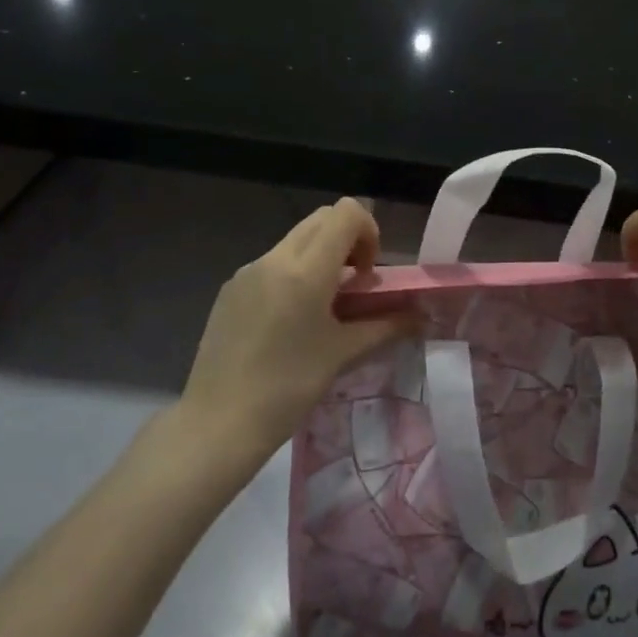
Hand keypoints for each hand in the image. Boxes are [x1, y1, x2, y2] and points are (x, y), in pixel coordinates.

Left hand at [180, 199, 413, 463]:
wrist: (217, 424)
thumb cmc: (288, 388)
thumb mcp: (342, 354)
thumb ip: (385, 326)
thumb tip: (420, 317)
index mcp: (306, 269)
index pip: (346, 212)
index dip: (368, 232)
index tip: (366, 276)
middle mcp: (275, 258)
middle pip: (322, 219)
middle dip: (347, 241)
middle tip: (352, 286)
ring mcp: (248, 271)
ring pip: (296, 241)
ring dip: (320, 258)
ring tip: (322, 309)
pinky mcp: (230, 289)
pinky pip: (271, 264)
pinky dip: (292, 275)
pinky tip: (288, 323)